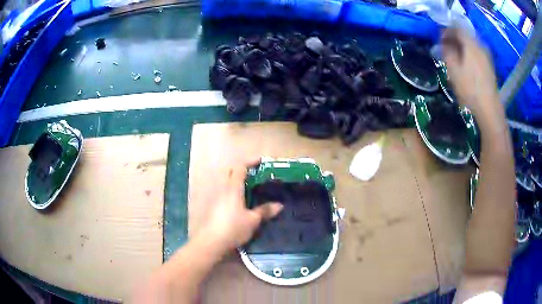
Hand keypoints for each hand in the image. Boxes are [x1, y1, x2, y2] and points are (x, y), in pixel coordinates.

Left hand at [196, 159, 282, 255]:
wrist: (212, 241)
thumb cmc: (233, 228)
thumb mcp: (253, 220)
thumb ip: (265, 211)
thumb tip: (279, 205)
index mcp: (233, 188)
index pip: (240, 167)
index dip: (251, 162)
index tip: (261, 161)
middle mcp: (223, 189)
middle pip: (230, 171)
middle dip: (242, 169)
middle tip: (255, 174)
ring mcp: (216, 197)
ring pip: (226, 182)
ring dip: (236, 180)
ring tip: (249, 187)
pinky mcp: (214, 206)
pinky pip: (224, 192)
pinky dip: (233, 191)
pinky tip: (240, 202)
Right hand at [441, 28, 500, 122]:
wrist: (489, 109)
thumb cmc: (470, 90)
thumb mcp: (453, 71)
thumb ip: (447, 52)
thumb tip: (444, 43)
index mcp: (471, 44)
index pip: (457, 27)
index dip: (447, 29)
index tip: (440, 38)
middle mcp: (480, 46)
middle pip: (465, 34)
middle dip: (455, 37)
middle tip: (447, 46)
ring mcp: (486, 56)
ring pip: (472, 43)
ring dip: (463, 45)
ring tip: (457, 55)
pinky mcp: (489, 65)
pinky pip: (477, 51)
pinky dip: (470, 52)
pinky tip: (467, 63)